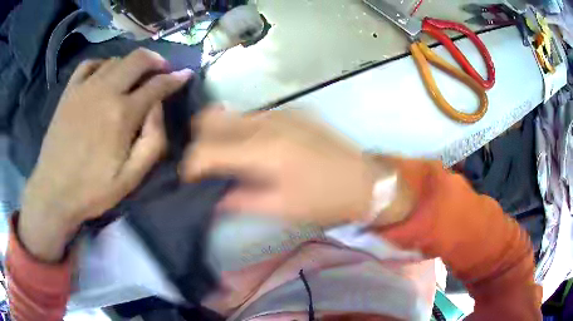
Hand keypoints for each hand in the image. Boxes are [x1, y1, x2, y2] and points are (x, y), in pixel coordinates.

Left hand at [19, 48, 192, 260]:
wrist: (54, 192)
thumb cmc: (93, 189)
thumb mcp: (131, 178)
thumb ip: (152, 142)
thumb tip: (158, 108)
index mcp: (122, 114)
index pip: (157, 85)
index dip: (175, 78)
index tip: (185, 74)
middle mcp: (105, 92)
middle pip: (137, 60)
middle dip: (156, 60)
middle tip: (162, 68)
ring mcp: (84, 88)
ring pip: (115, 60)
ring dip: (130, 64)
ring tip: (134, 75)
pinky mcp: (69, 92)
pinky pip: (89, 64)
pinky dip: (102, 64)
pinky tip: (104, 74)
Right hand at [182, 108, 384, 226]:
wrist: (366, 181)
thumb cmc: (325, 200)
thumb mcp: (281, 207)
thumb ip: (239, 199)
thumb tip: (212, 196)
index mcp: (263, 149)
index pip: (207, 149)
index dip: (190, 166)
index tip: (188, 181)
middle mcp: (266, 122)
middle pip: (211, 120)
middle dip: (199, 143)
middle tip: (204, 167)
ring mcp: (281, 112)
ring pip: (231, 116)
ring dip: (219, 135)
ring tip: (225, 159)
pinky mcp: (292, 111)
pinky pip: (253, 117)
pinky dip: (241, 131)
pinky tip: (252, 149)